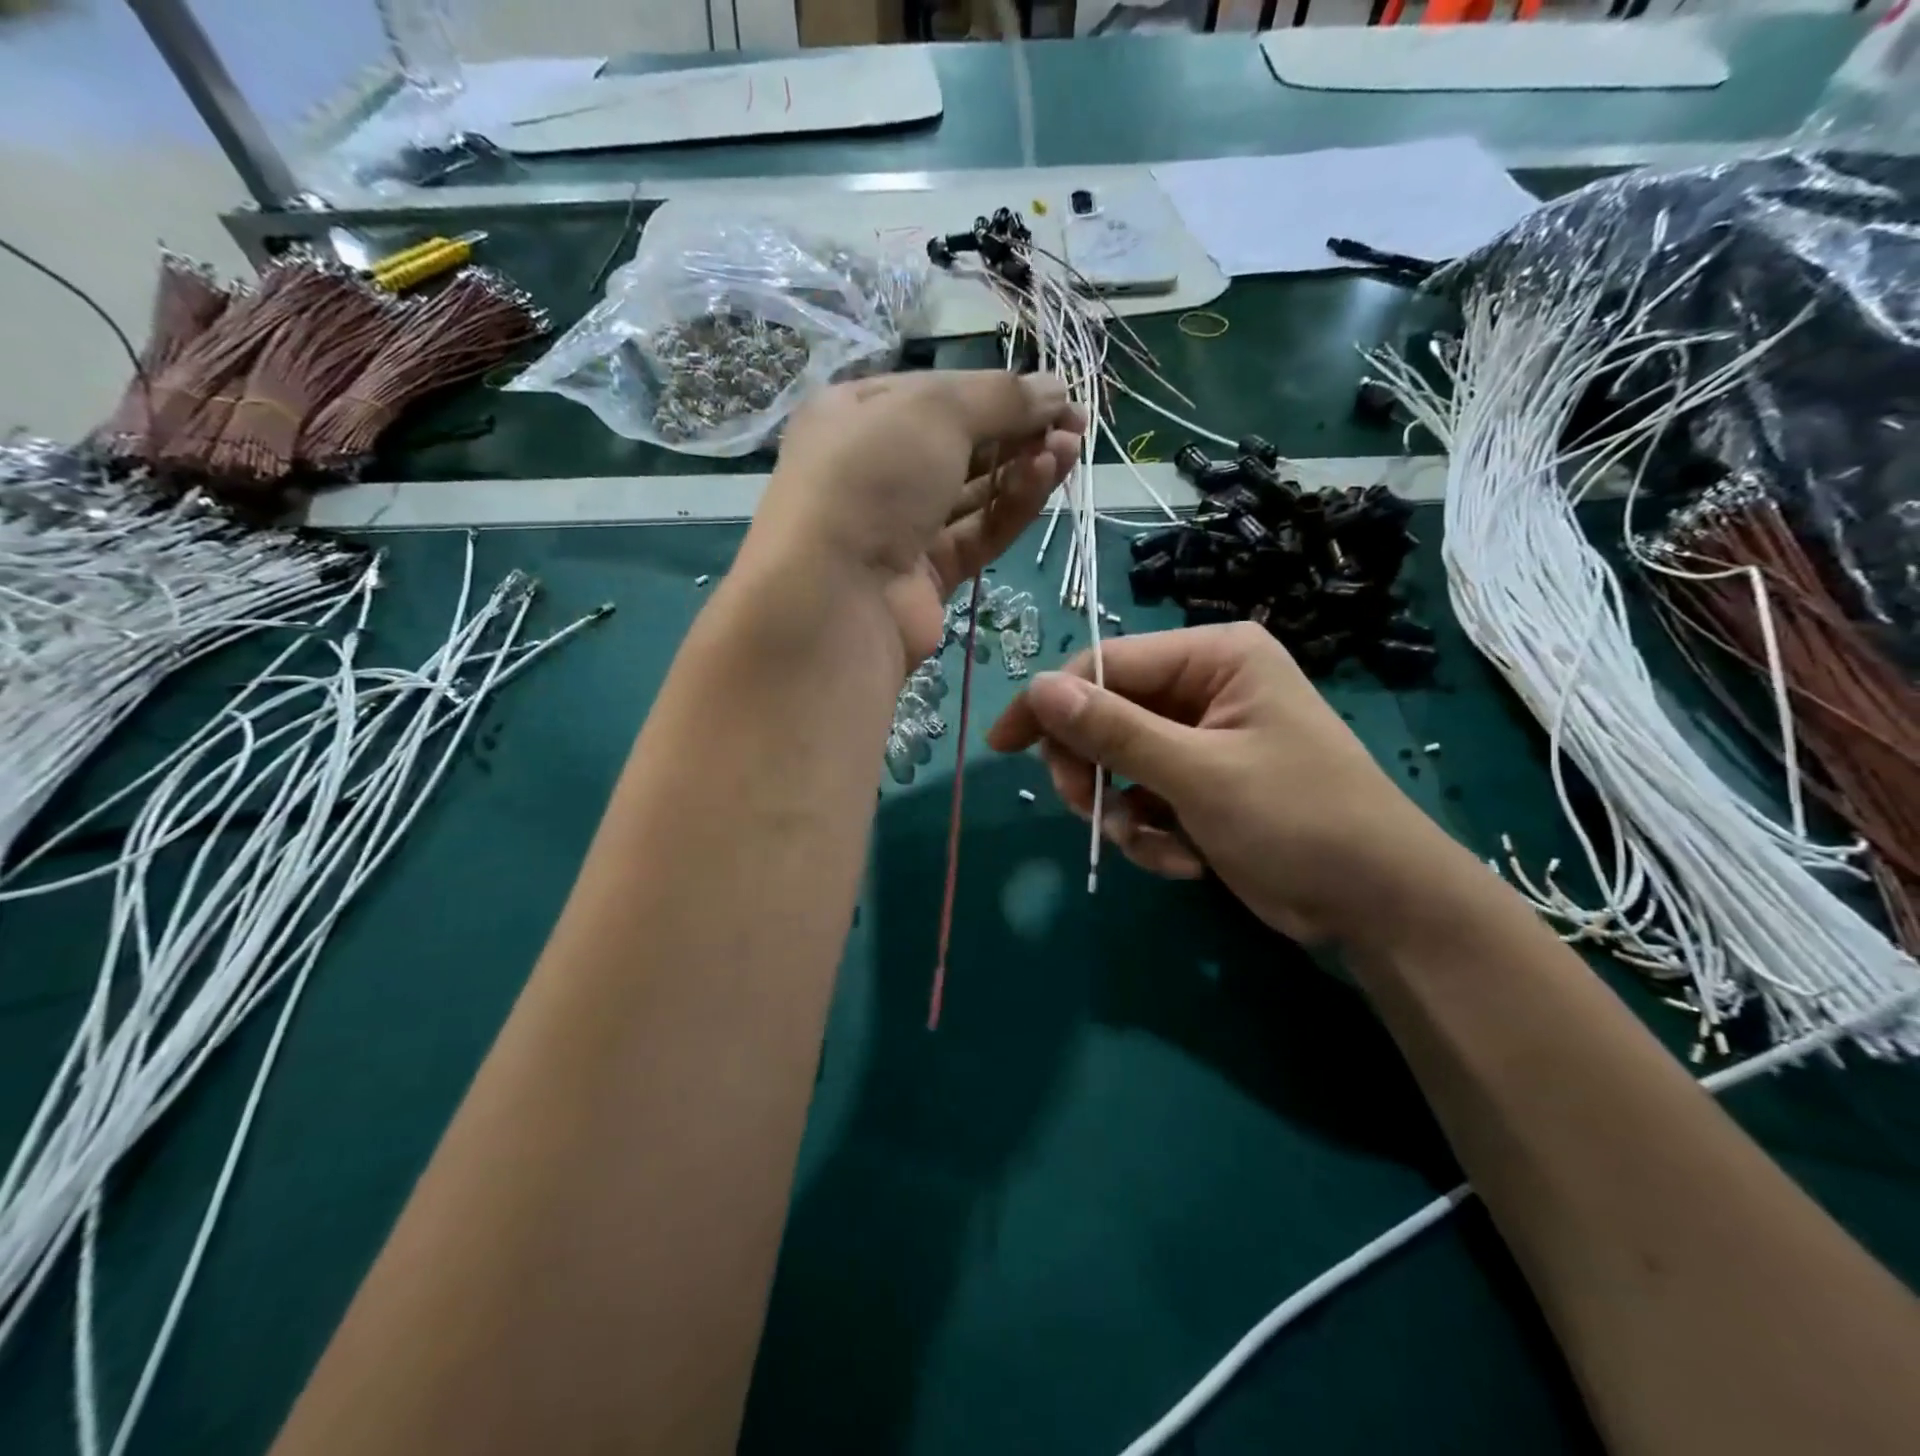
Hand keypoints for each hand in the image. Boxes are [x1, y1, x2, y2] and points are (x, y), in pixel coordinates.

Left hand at [750, 372, 1084, 662]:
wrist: (835, 597)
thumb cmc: (872, 477)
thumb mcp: (934, 411)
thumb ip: (1000, 397)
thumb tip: (1056, 388)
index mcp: (856, 415)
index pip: (937, 394)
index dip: (997, 390)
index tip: (1054, 393)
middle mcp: (876, 470)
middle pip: (960, 443)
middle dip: (1018, 429)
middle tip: (1073, 425)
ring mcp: (900, 527)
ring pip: (974, 491)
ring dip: (1023, 466)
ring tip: (1069, 449)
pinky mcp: (927, 575)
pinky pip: (977, 533)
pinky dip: (1012, 506)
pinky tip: (1044, 479)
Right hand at [988, 623, 1460, 945]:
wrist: (1377, 904)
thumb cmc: (1299, 820)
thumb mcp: (1198, 774)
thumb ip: (1114, 731)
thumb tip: (1038, 689)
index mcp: (1213, 657)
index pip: (1105, 665)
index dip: (1050, 705)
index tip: (1004, 747)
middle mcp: (1204, 686)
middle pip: (1105, 716)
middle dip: (1095, 774)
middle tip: (1093, 815)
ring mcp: (1201, 739)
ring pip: (1117, 765)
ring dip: (1123, 814)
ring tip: (1156, 847)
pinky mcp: (1199, 785)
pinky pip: (1142, 799)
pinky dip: (1150, 834)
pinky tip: (1186, 861)